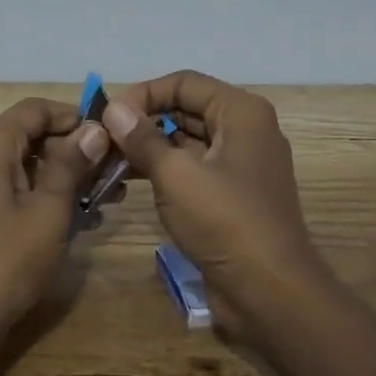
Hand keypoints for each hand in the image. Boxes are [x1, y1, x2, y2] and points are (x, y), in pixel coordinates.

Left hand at [0, 97, 109, 364]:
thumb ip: (71, 164)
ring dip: (62, 176)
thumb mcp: (49, 210)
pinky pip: (10, 189)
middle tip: (114, 172)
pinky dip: (41, 195)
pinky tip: (77, 217)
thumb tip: (94, 129)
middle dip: (73, 150)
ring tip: (105, 197)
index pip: (34, 109)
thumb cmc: (7, 259)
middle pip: (28, 136)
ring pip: (22, 165)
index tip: (108, 136)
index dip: (73, 116)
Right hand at [101, 70, 336, 338]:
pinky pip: (194, 167)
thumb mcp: (176, 176)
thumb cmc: (225, 222)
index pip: (183, 83)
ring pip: (187, 139)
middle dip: (144, 121)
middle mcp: (245, 129)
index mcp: (241, 112)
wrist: (271, 293)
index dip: (143, 94)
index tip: (110, 118)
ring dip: (149, 147)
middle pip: (185, 109)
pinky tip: (131, 181)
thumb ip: (142, 138)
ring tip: (110, 162)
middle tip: (104, 140)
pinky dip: (164, 169)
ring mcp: (241, 163)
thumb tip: (114, 109)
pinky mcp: (233, 194)